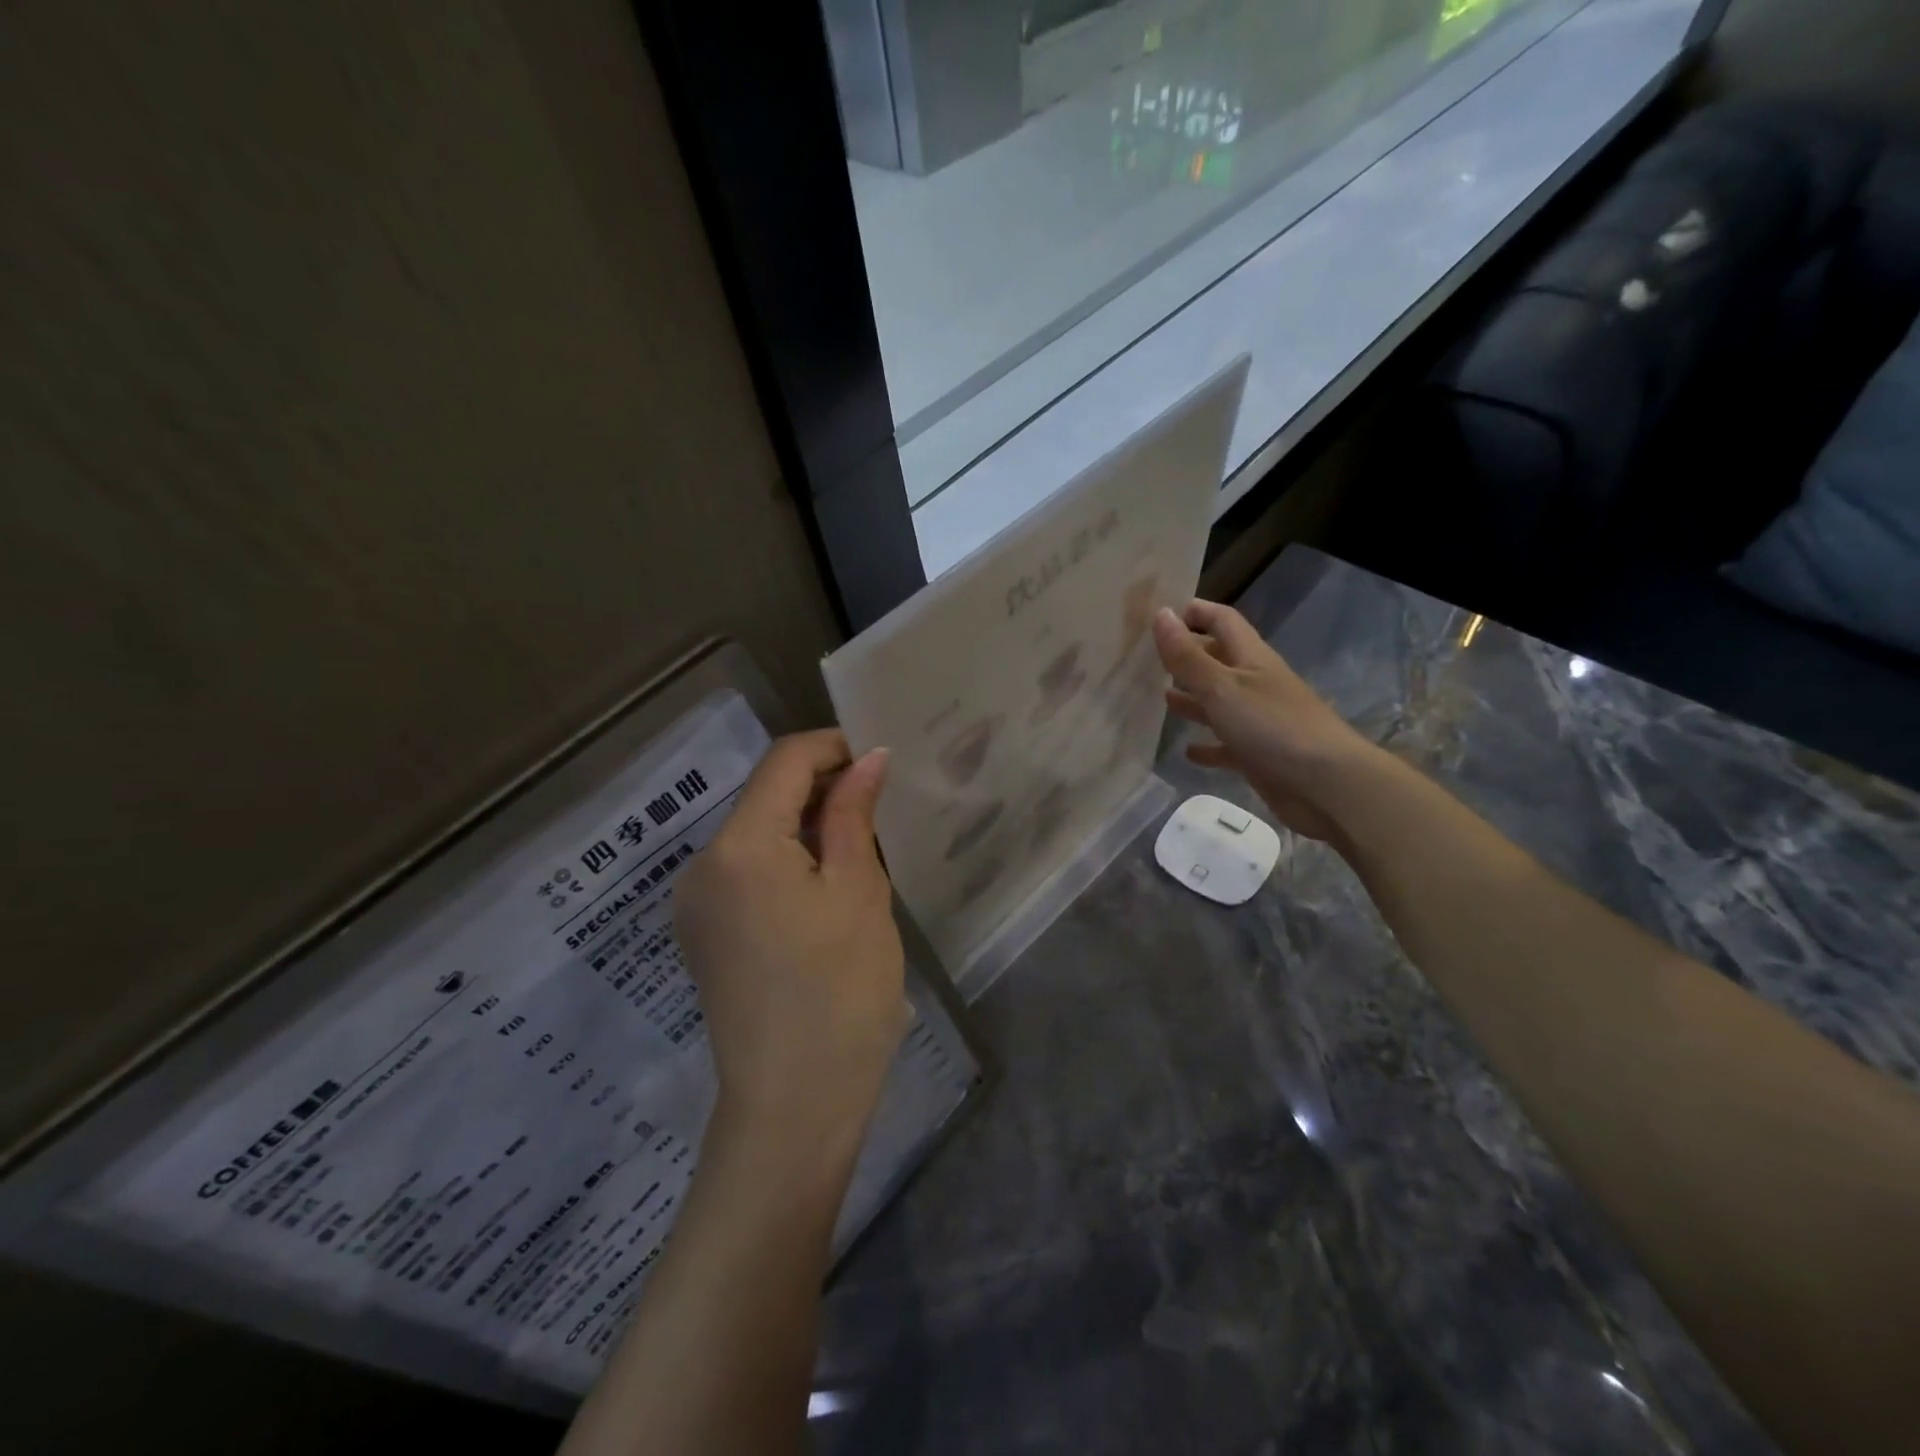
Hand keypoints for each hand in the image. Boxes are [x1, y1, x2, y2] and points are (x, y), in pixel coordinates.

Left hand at [674, 730, 905, 1153]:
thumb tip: (868, 757)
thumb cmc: (840, 990)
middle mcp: (702, 864)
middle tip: (881, 808)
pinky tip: (824, 891)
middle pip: (764, 796)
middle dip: (822, 789)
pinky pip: (746, 872)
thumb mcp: (858, 891)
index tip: (881, 762)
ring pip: (756, 834)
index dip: (833, 747)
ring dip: (806, 827)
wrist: (794, 1105)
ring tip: (859, 851)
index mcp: (739, 845)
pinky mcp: (703, 934)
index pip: (784, 761)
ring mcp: (696, 903)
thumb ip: (855, 814)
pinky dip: (786, 862)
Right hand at [1153, 600, 1381, 840]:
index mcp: (1251, 658)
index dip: (1196, 612)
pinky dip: (1207, 746)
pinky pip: (1226, 746)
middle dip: (1187, 657)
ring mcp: (1258, 721)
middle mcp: (1255, 684)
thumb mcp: (1222, 687)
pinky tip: (1187, 751)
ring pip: (1218, 703)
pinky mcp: (1258, 755)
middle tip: (1147, 660)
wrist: (1326, 785)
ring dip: (1192, 700)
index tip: (1160, 613)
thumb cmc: (1272, 726)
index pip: (1222, 620)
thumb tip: (1161, 613)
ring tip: (1159, 699)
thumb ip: (1188, 656)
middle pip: (1217, 661)